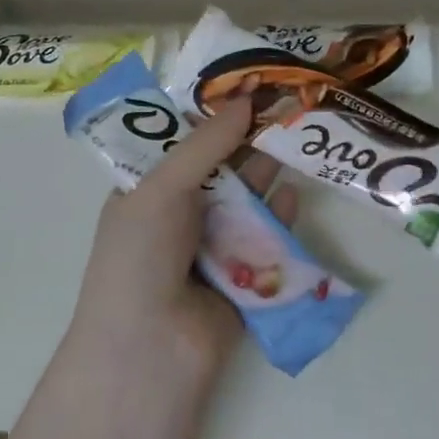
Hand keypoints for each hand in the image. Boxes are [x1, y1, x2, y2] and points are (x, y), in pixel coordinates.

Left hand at [71, 97, 297, 374]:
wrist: (149, 352)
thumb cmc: (140, 257)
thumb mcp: (162, 188)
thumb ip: (206, 146)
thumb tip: (245, 101)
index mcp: (148, 192)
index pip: (182, 144)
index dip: (211, 116)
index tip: (248, 86)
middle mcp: (180, 216)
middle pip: (221, 170)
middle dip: (248, 142)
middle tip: (285, 106)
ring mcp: (212, 248)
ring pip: (247, 202)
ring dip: (267, 175)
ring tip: (298, 140)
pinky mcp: (244, 277)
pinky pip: (266, 239)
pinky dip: (280, 219)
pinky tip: (295, 196)